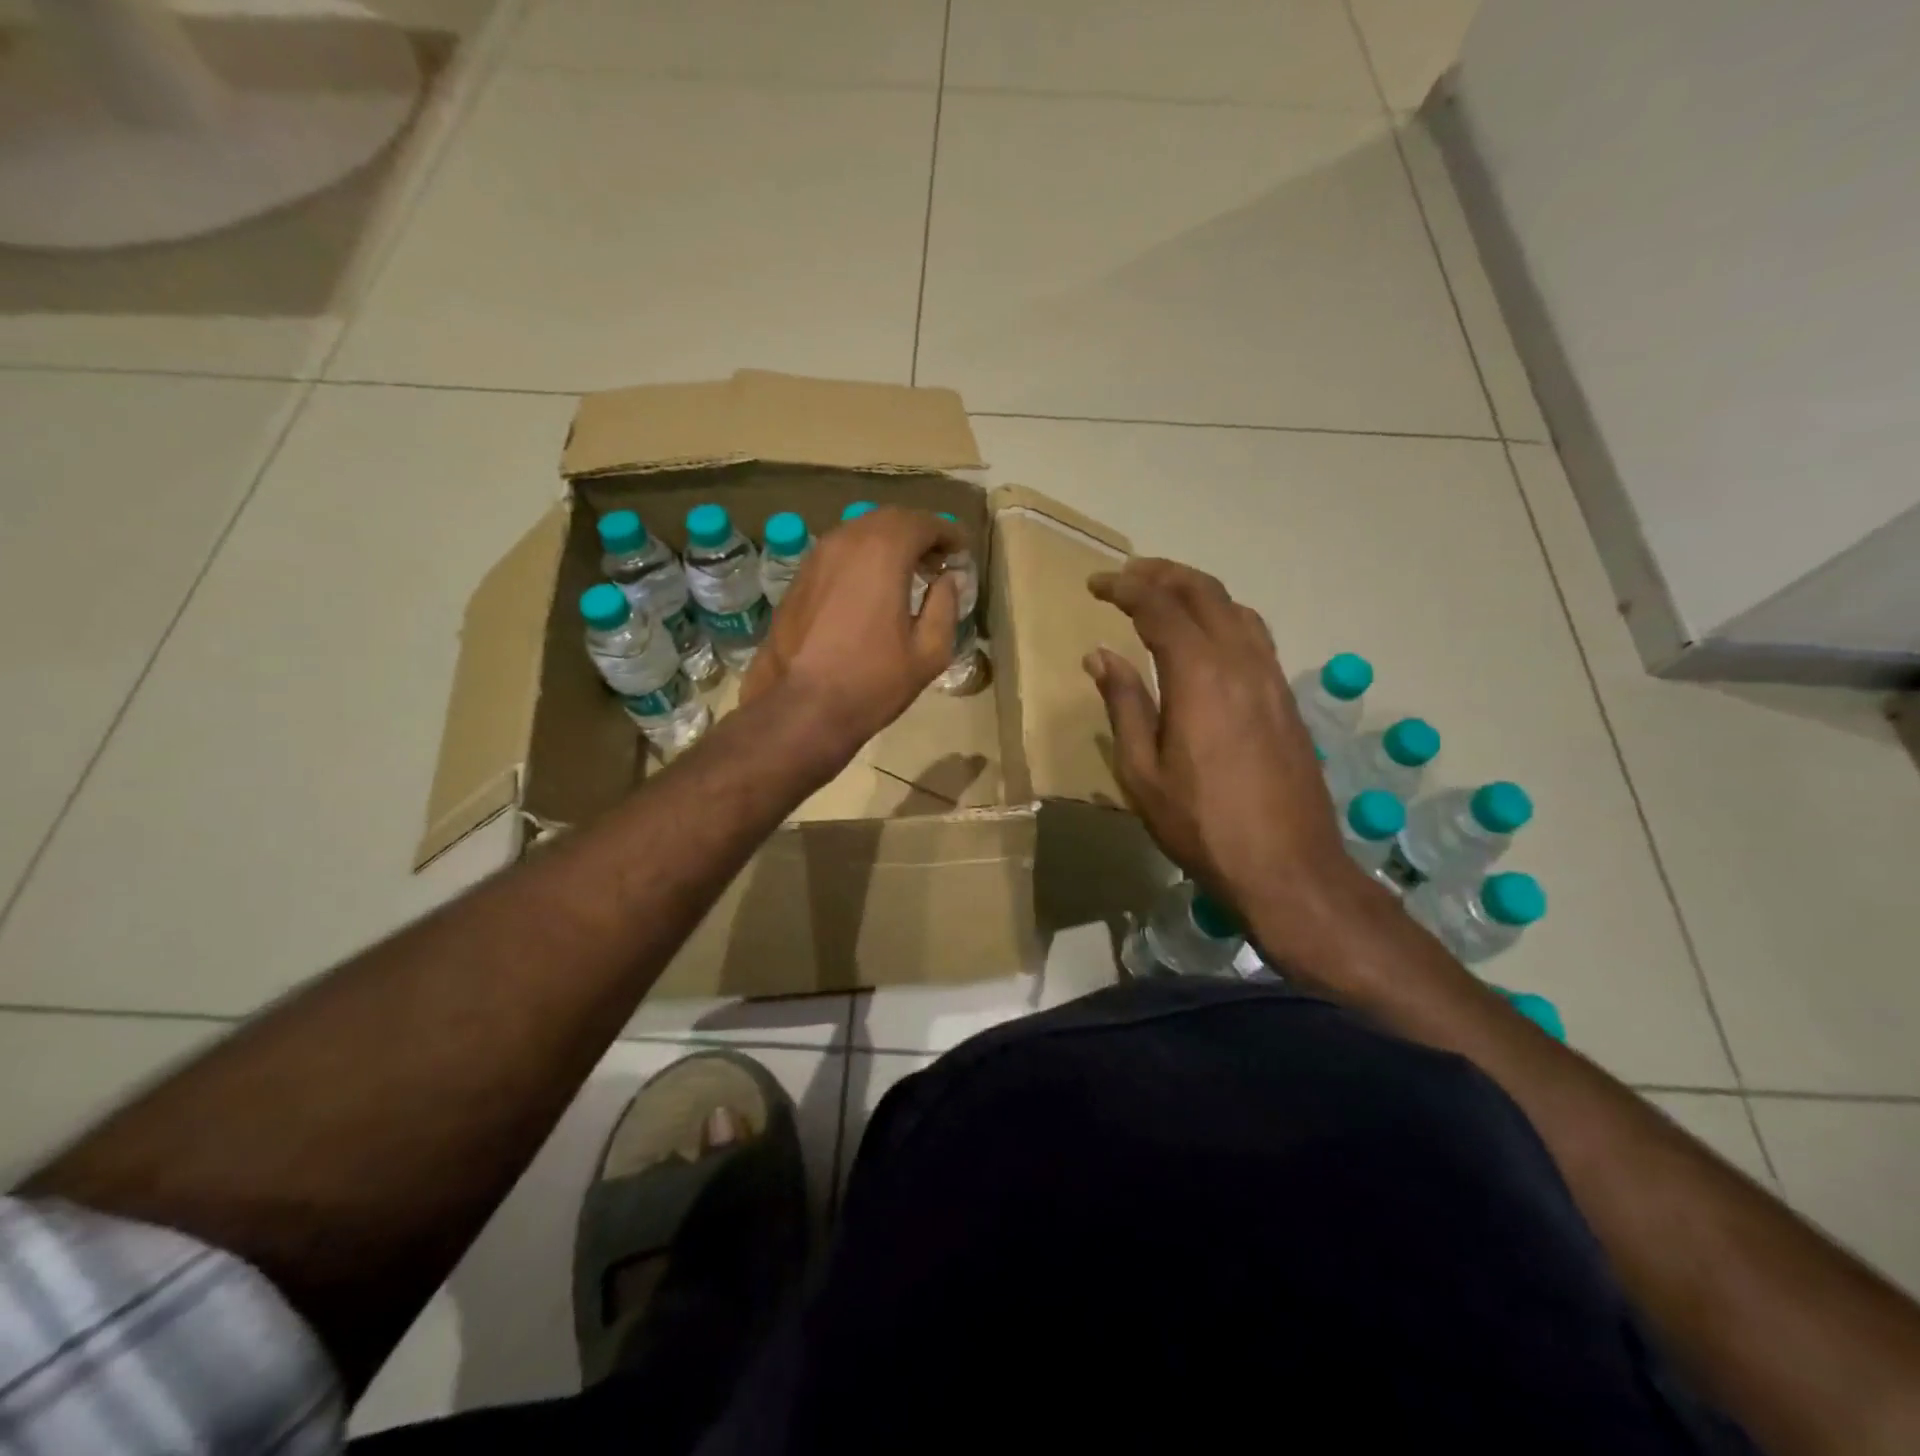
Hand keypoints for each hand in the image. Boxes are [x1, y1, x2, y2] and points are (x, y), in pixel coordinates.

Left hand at [742, 507, 962, 766]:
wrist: (802, 707)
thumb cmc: (873, 681)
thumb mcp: (929, 650)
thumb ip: (945, 605)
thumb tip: (949, 579)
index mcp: (883, 551)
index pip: (923, 523)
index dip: (948, 533)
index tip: (962, 551)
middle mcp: (846, 540)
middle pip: (890, 519)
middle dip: (918, 533)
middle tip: (938, 560)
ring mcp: (816, 557)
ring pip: (860, 533)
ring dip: (888, 544)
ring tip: (907, 573)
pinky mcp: (798, 578)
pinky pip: (838, 553)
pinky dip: (862, 558)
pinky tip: (871, 588)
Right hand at [1085, 558, 1367, 937]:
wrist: (1288, 867)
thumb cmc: (1201, 825)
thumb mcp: (1142, 772)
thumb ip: (1124, 704)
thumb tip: (1100, 655)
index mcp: (1199, 675)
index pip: (1159, 607)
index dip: (1124, 588)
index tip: (1095, 585)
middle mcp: (1241, 662)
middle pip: (1204, 592)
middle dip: (1161, 574)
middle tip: (1126, 575)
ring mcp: (1272, 678)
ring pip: (1236, 608)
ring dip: (1197, 590)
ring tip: (1163, 594)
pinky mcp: (1287, 699)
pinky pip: (1254, 635)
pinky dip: (1223, 617)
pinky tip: (1206, 636)